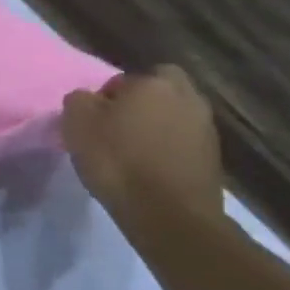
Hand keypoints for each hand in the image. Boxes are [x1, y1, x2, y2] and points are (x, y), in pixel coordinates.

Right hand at [60, 65, 225, 229]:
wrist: (167, 211)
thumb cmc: (116, 159)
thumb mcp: (76, 123)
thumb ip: (79, 100)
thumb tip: (89, 99)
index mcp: (154, 84)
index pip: (124, 78)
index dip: (106, 95)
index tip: (94, 117)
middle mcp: (187, 98)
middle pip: (159, 90)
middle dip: (140, 103)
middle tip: (116, 126)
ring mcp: (205, 128)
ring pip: (173, 115)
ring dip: (155, 126)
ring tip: (131, 150)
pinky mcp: (212, 156)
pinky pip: (182, 141)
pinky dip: (167, 148)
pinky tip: (149, 167)